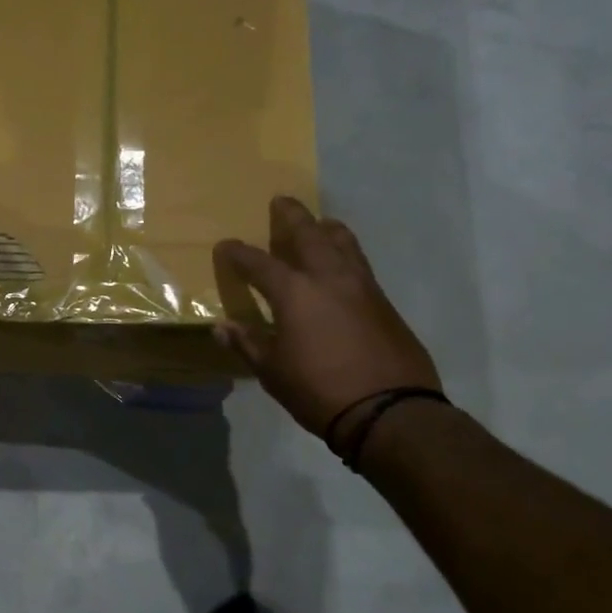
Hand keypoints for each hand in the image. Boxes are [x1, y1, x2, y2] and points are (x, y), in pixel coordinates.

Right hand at [213, 196, 440, 438]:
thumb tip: (221, 327)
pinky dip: (345, 252)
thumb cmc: (319, 390)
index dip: (238, 254)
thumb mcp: (273, 371)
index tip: (225, 247)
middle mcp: (329, 277)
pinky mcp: (384, 301)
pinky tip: (340, 265)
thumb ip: (248, 343)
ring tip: (318, 224)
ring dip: (325, 228)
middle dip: (291, 216)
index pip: (258, 263)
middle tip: (280, 202)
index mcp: (295, 292)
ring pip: (343, 241)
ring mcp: (362, 286)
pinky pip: (359, 263)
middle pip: (308, 233)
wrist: (389, 410)